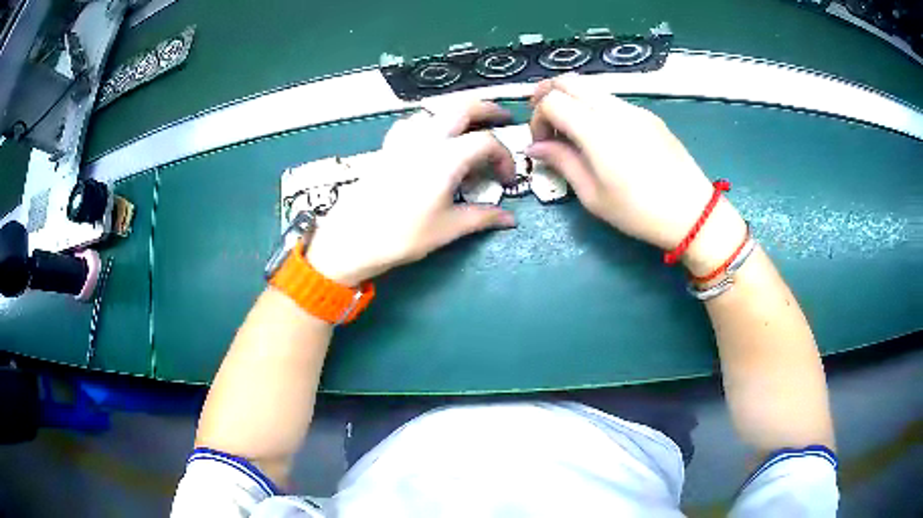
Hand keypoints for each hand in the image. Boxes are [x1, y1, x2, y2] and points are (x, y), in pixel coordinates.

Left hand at [305, 101, 515, 285]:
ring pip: (435, 110)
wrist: (353, 239)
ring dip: (457, 112)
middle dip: (487, 109)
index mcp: (447, 157)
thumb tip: (509, 219)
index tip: (506, 178)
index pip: (486, 142)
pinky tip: (430, 137)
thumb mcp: (448, 228)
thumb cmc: (403, 235)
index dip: (504, 157)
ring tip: (469, 126)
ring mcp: (404, 140)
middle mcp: (426, 139)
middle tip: (502, 118)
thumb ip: (483, 217)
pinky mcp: (388, 147)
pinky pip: (412, 122)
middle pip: (462, 107)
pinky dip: (429, 122)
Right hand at [527, 74, 745, 273]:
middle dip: (547, 94)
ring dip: (571, 99)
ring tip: (570, 128)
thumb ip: (562, 162)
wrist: (692, 213)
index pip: (552, 101)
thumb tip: (535, 147)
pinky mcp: (648, 115)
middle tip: (544, 120)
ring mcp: (634, 109)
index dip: (537, 117)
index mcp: (597, 131)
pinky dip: (593, 106)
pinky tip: (600, 134)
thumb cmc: (639, 212)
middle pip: (569, 81)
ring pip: (591, 87)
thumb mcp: (593, 196)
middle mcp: (614, 110)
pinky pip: (611, 99)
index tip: (542, 143)